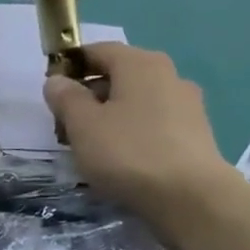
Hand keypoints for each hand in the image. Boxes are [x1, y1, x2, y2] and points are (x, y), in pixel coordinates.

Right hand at [43, 43, 231, 229]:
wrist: (191, 199)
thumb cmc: (129, 153)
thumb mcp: (83, 125)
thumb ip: (66, 98)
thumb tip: (57, 80)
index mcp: (140, 63)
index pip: (98, 50)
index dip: (71, 66)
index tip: (53, 90)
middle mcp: (169, 75)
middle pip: (119, 76)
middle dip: (90, 95)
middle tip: (66, 124)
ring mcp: (187, 105)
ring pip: (137, 101)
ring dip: (111, 116)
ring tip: (91, 146)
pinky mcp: (196, 134)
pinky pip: (154, 123)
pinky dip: (133, 133)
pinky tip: (121, 160)